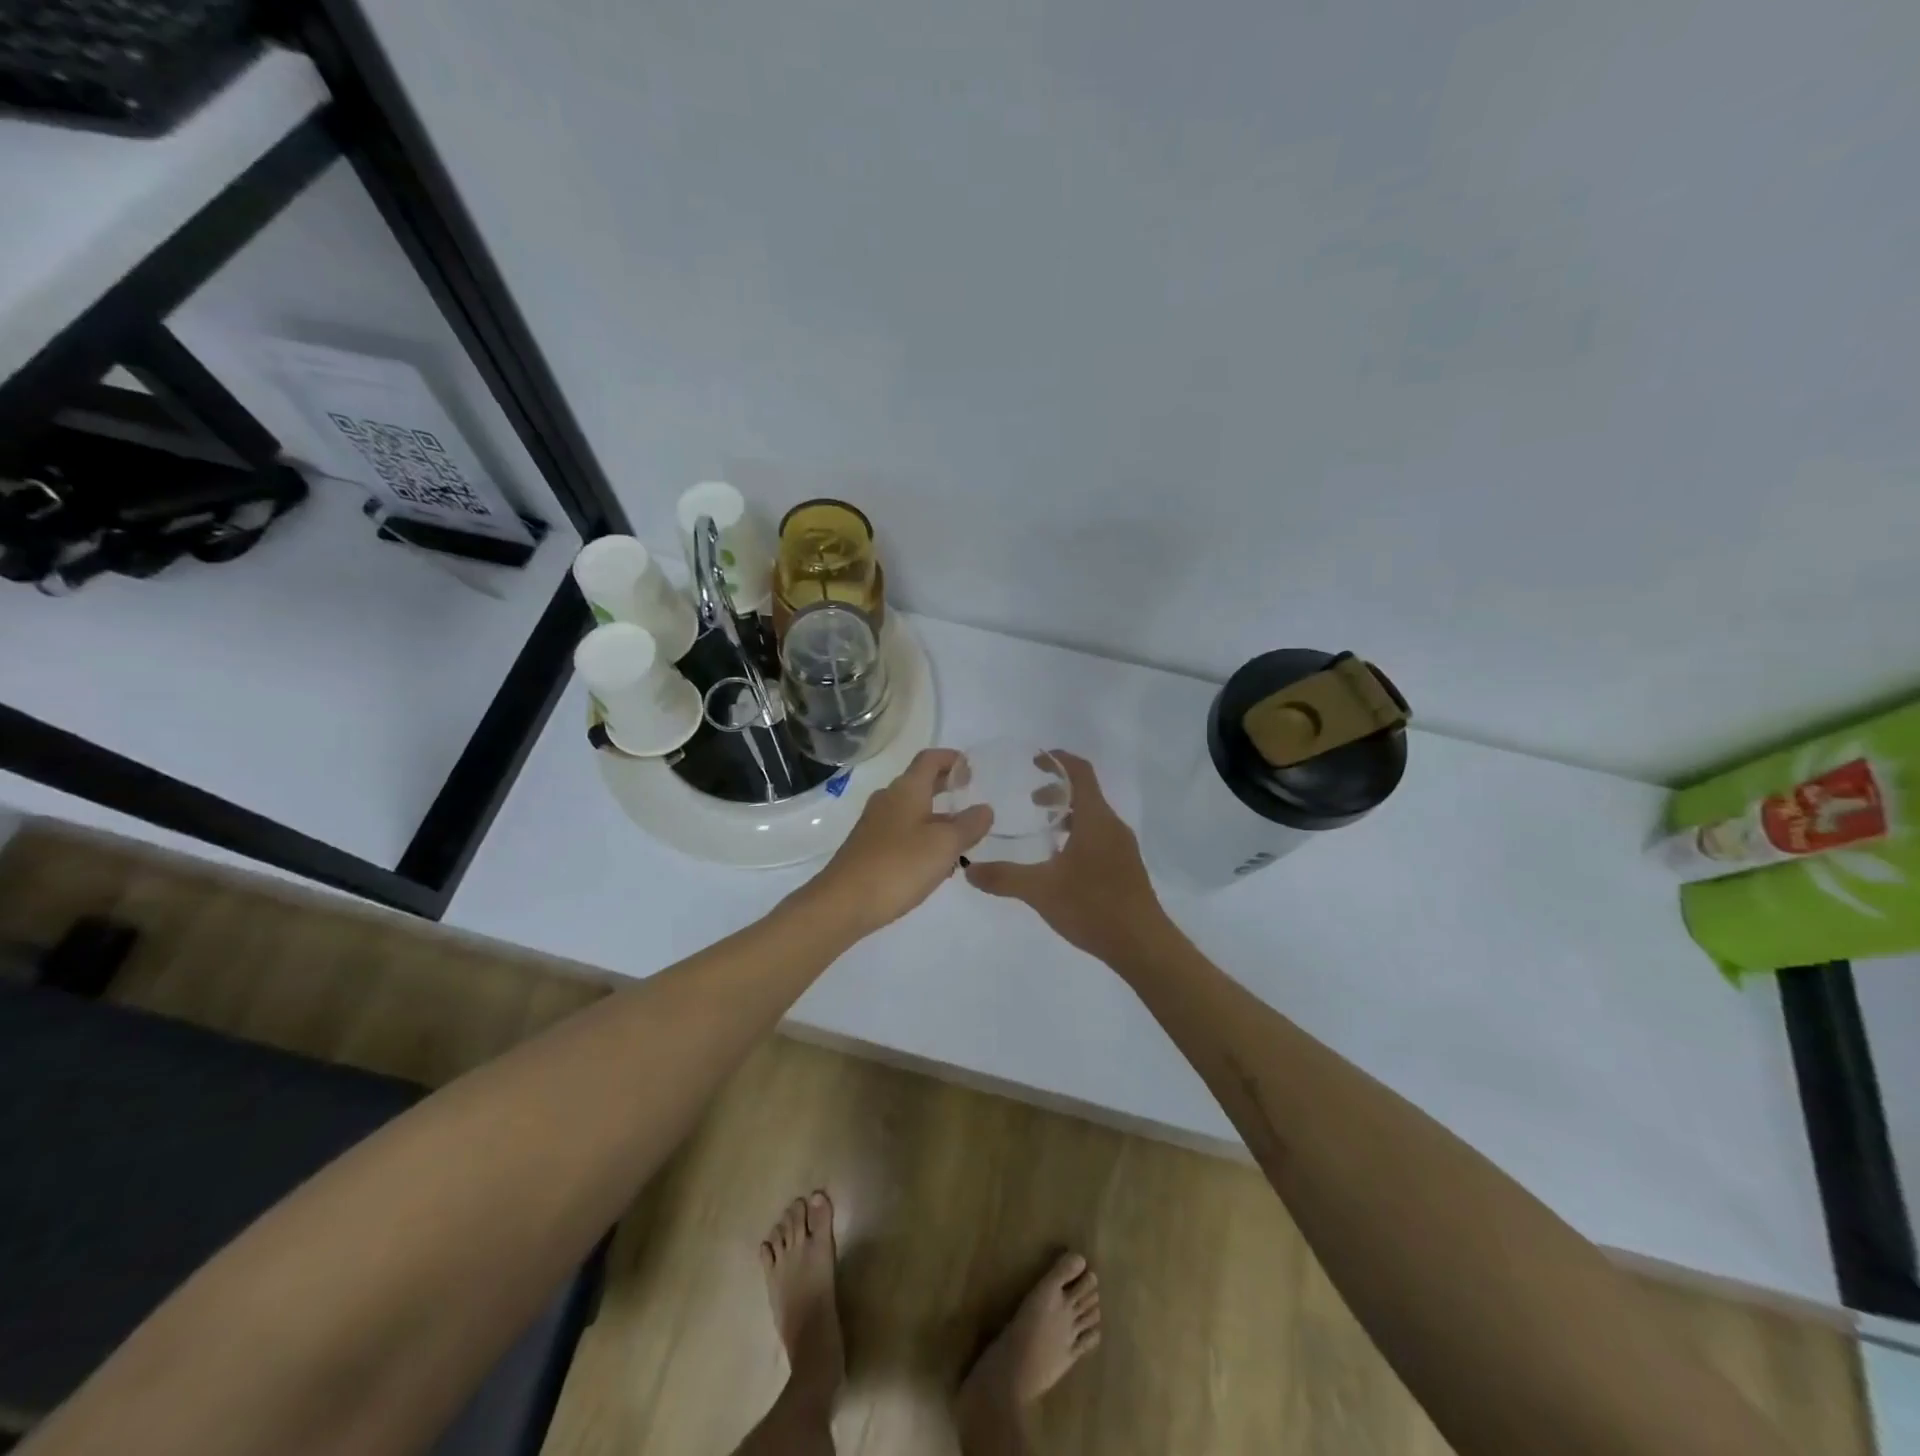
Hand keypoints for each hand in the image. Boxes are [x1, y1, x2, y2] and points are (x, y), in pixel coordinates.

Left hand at [802, 748, 993, 936]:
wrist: (843, 903)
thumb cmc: (898, 866)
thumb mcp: (945, 845)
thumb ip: (969, 825)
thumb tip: (985, 809)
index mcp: (906, 790)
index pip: (930, 759)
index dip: (951, 759)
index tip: (971, 769)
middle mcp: (888, 800)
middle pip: (920, 782)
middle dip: (945, 786)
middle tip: (969, 796)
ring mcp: (875, 825)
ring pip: (911, 810)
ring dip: (936, 815)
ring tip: (960, 835)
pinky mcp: (868, 848)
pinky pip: (902, 832)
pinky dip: (922, 836)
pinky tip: (934, 862)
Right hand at [965, 752, 1167, 961]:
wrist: (1142, 945)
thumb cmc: (1093, 906)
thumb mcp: (1040, 890)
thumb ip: (1004, 877)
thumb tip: (969, 870)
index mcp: (1096, 820)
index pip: (1080, 773)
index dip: (1059, 760)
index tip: (1035, 759)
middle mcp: (1112, 827)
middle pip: (1087, 793)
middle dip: (1058, 790)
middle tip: (1031, 800)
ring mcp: (1122, 848)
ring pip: (1093, 817)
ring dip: (1068, 814)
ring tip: (1043, 829)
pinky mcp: (1125, 868)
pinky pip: (1099, 837)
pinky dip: (1078, 834)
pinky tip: (1060, 861)